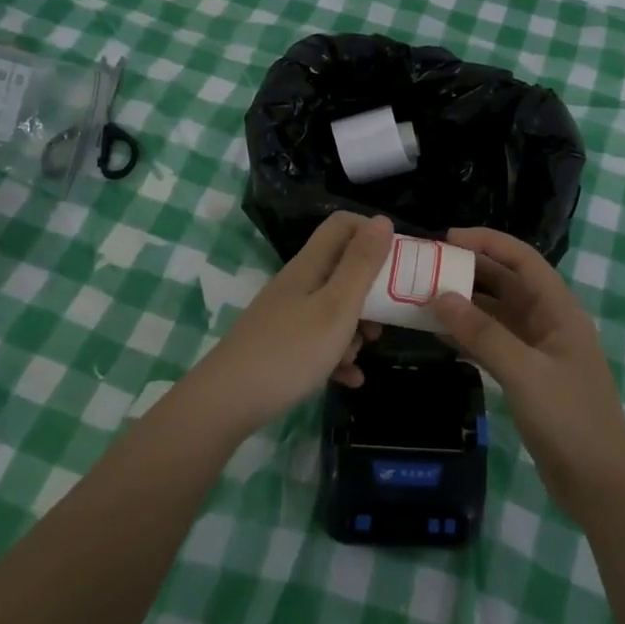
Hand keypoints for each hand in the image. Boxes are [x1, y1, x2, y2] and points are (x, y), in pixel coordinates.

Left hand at [189, 212, 392, 431]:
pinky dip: (337, 357)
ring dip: (355, 328)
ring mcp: (286, 316)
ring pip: (333, 308)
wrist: (226, 403)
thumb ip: (361, 264)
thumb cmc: (291, 350)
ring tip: (361, 353)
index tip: (398, 261)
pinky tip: (350, 379)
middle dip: (370, 291)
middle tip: (387, 317)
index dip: (372, 234)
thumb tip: (382, 220)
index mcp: (310, 265)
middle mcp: (297, 284)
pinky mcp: (281, 346)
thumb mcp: (337, 306)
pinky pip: (319, 342)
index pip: (343, 225)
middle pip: (342, 269)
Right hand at [430, 227, 624, 519]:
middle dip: (470, 270)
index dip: (487, 242)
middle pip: (506, 283)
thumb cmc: (570, 419)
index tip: (446, 239)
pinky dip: (468, 336)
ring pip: (496, 314)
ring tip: (423, 297)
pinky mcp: (527, 376)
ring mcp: (538, 350)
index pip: (522, 259)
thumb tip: (440, 296)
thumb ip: (482, 333)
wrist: (600, 484)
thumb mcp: (525, 372)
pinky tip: (439, 335)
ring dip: (465, 304)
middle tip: (426, 268)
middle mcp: (549, 322)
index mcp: (559, 310)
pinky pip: (493, 343)